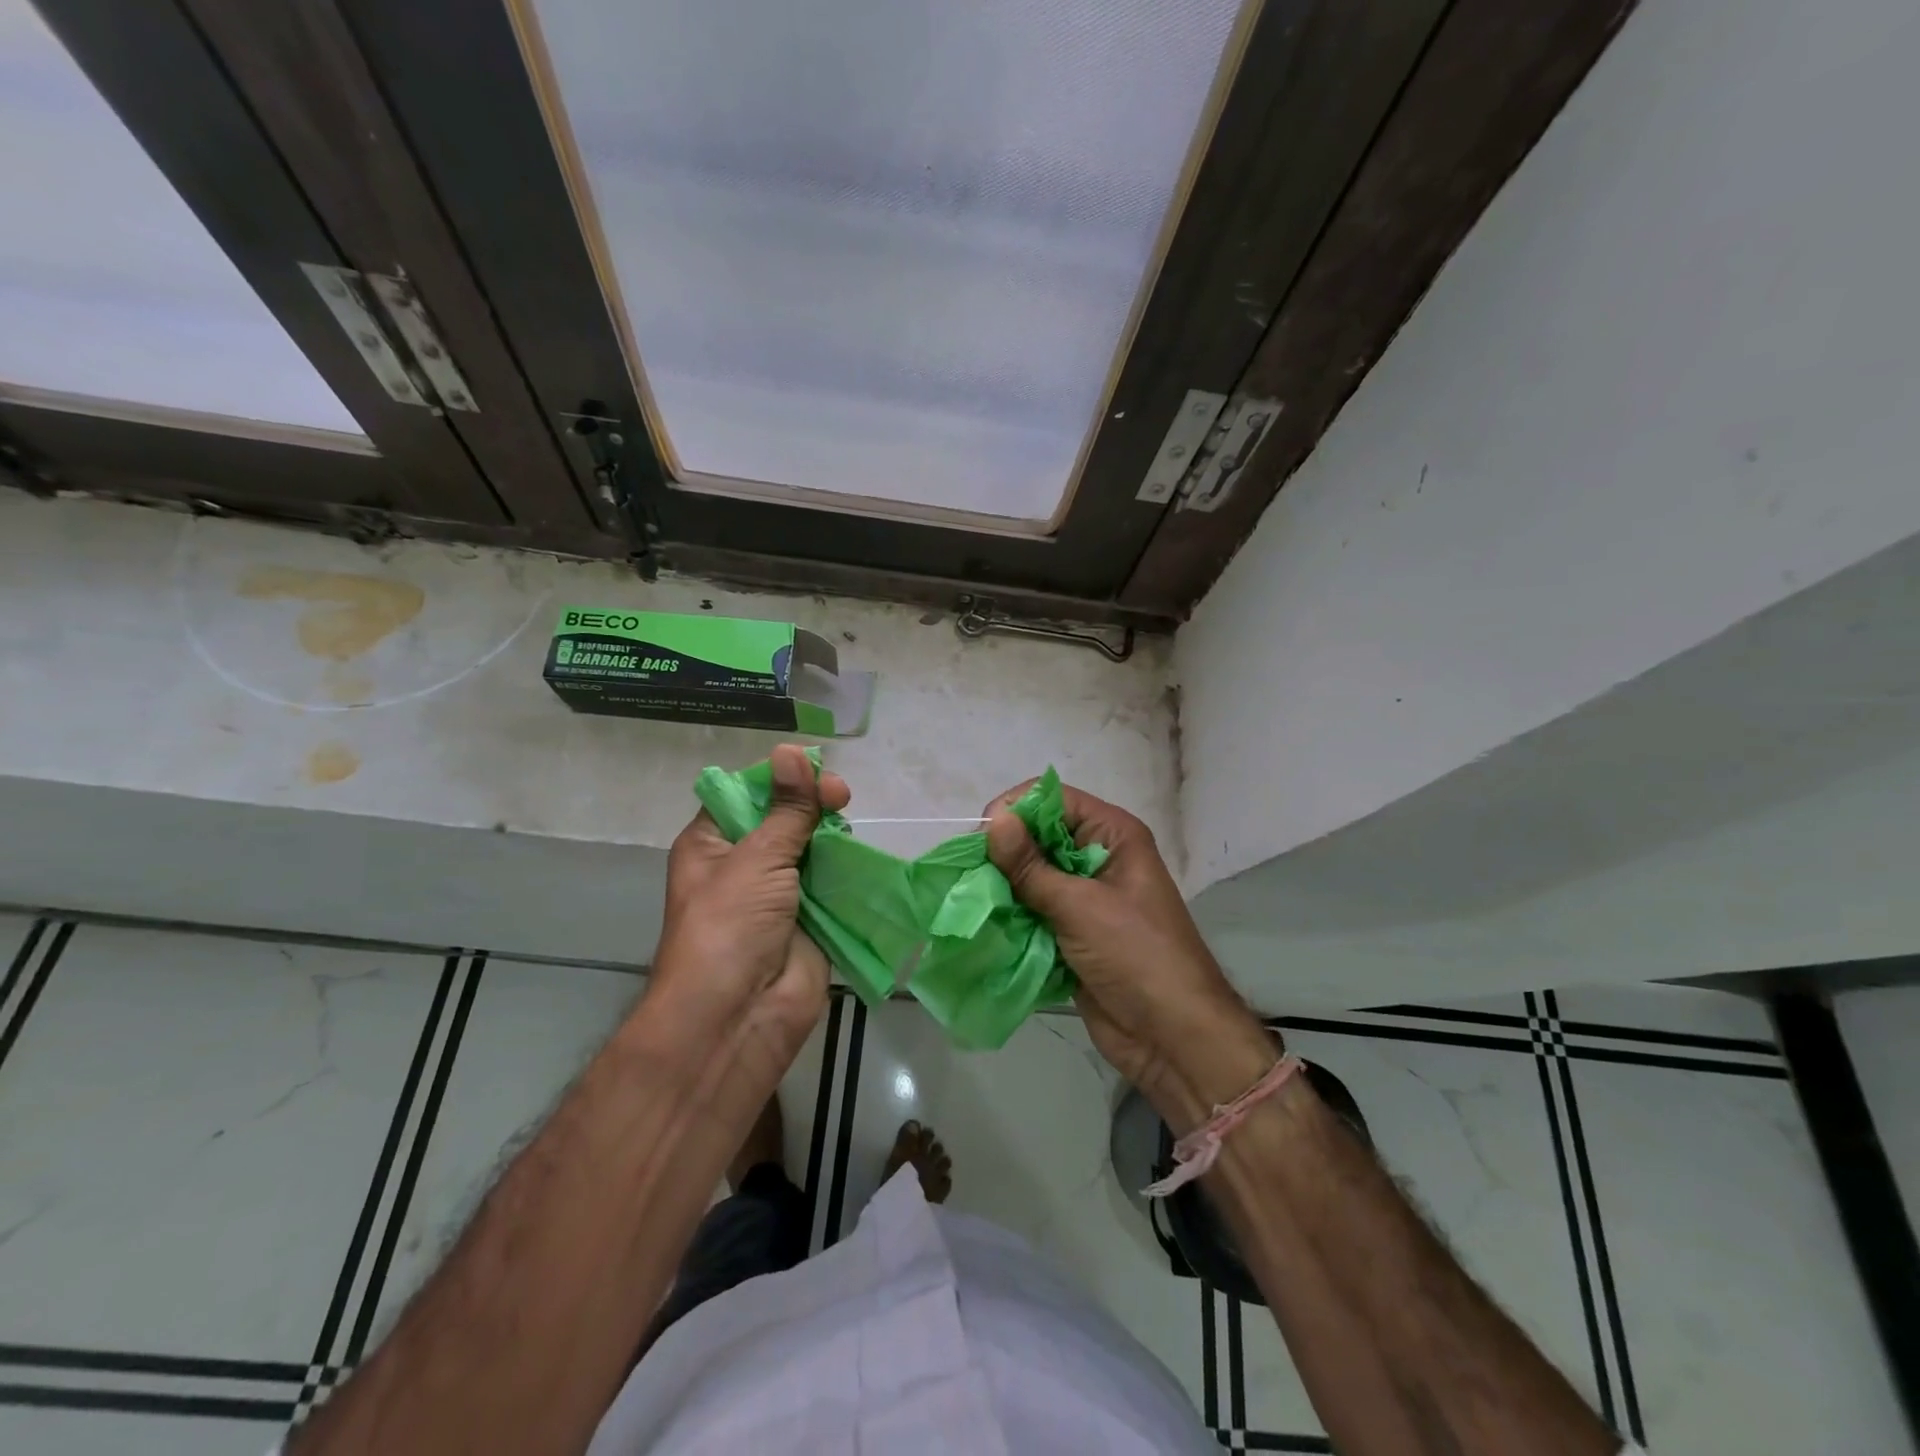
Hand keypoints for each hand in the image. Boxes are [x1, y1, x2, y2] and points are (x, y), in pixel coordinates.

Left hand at [645, 744, 849, 1103]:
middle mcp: (744, 865)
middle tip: (841, 797)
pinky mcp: (811, 919)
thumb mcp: (756, 858)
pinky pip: (832, 884)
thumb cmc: (730, 927)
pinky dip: (848, 869)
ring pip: (811, 849)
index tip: (812, 771)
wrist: (739, 1017)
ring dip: (831, 836)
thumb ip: (786, 809)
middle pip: (783, 818)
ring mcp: (779, 894)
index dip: (779, 779)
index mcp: (713, 844)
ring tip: (851, 824)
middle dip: (810, 804)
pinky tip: (863, 852)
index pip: (746, 795)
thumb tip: (792, 751)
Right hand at [985, 781, 1274, 1130]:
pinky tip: (981, 922)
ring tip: (968, 897)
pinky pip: (1032, 911)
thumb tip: (994, 820)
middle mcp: (1096, 858)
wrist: (1171, 1037)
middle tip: (967, 871)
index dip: (1017, 809)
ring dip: (1001, 886)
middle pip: (1038, 837)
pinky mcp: (1070, 932)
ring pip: (1030, 876)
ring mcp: (1083, 898)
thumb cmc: (1136, 956)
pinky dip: (1009, 915)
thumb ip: (1031, 866)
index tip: (980, 836)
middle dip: (1003, 851)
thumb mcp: (1081, 906)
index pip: (1055, 800)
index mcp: (1112, 835)